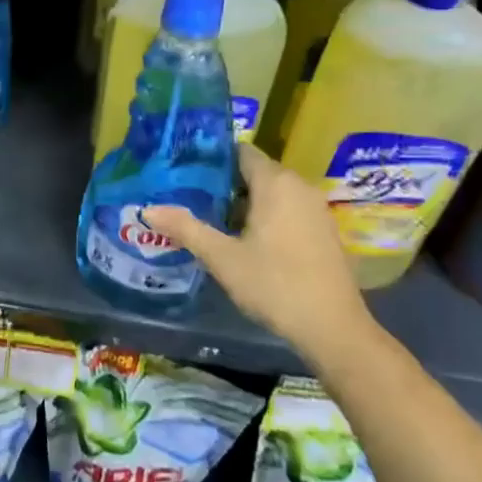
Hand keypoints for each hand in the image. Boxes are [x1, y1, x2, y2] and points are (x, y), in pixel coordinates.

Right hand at [144, 144, 377, 366]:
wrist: (334, 329)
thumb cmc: (274, 284)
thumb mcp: (222, 257)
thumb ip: (186, 228)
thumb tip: (148, 210)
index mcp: (276, 182)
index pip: (241, 152)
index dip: (213, 157)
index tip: (186, 168)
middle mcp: (299, 187)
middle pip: (256, 172)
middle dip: (224, 182)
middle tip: (190, 194)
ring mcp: (316, 209)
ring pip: (273, 192)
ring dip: (244, 201)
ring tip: (210, 216)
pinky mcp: (324, 231)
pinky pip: (288, 209)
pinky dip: (266, 215)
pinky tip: (244, 239)